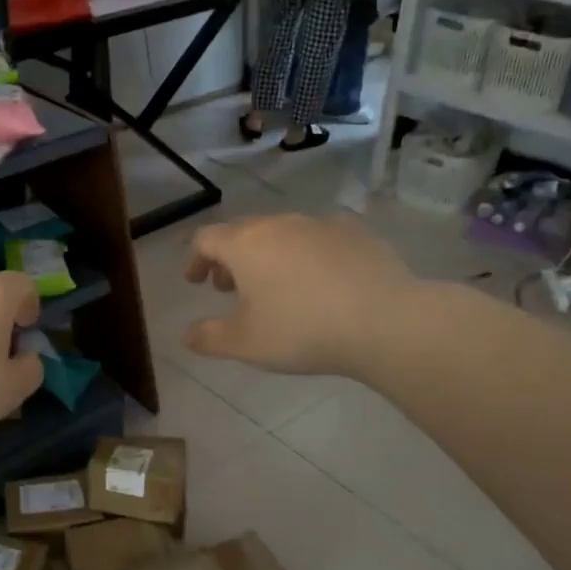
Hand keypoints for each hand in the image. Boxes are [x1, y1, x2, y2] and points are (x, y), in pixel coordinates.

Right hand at [184, 213, 417, 376]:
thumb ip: (209, 338)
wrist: (384, 320)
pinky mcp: (356, 233)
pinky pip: (318, 239)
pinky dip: (306, 255)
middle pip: (242, 232)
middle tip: (228, 288)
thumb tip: (186, 336)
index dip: (195, 259)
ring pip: (281, 233)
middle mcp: (279, 225)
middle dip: (229, 258)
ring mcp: (320, 224)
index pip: (206, 239)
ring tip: (274, 286)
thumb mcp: (246, 344)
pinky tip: (319, 281)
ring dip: (267, 255)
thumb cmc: (302, 330)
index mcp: (245, 245)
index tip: (195, 281)